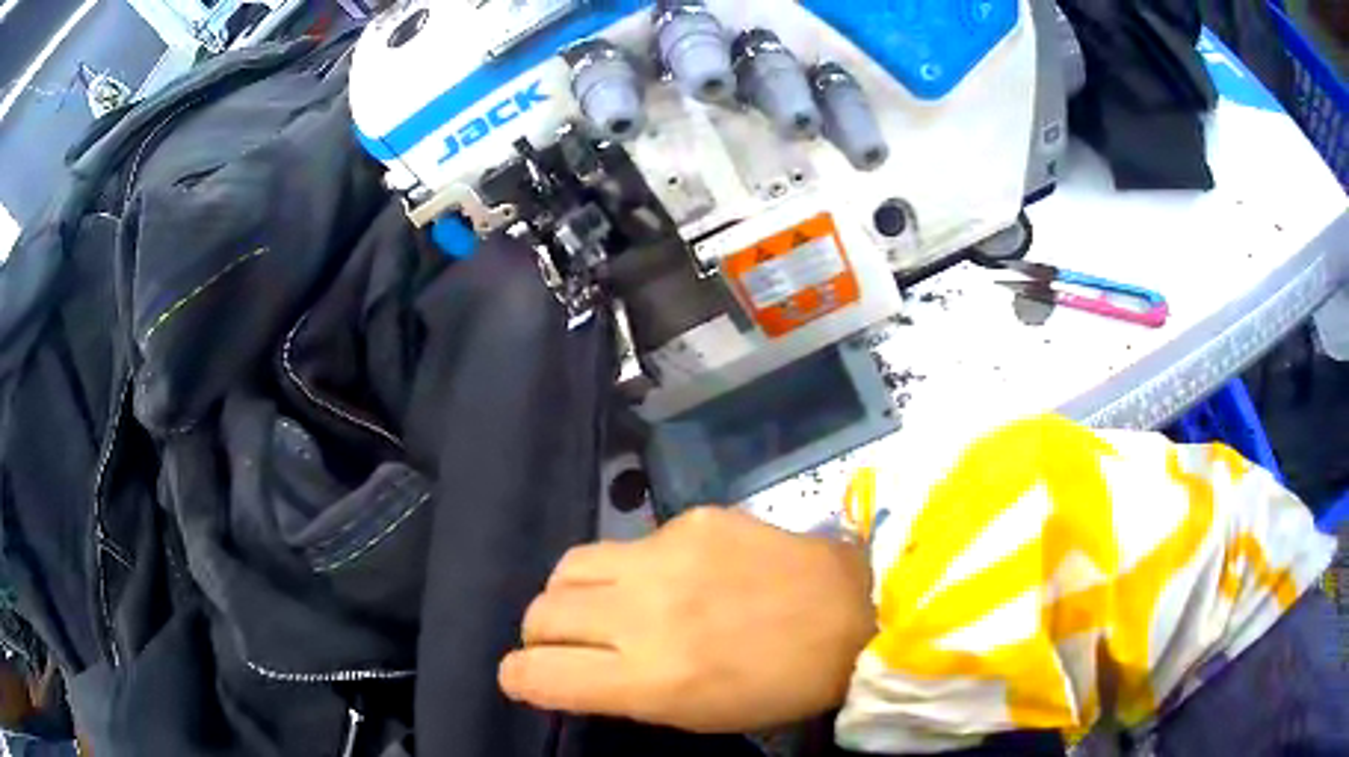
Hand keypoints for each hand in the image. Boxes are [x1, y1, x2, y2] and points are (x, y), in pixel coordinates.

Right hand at [499, 507, 874, 732]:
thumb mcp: (694, 713)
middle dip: (541, 635)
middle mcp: (643, 613)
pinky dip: (632, 568)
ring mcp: (666, 557)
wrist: (852, 613)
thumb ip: (621, 691)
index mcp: (648, 678)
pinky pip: (630, 543)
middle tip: (570, 643)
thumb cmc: (778, 685)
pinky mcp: (691, 519)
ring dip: (570, 593)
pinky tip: (674, 577)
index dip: (519, 678)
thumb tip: (567, 672)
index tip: (527, 677)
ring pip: (568, 566)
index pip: (537, 673)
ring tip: (601, 604)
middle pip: (540, 612)